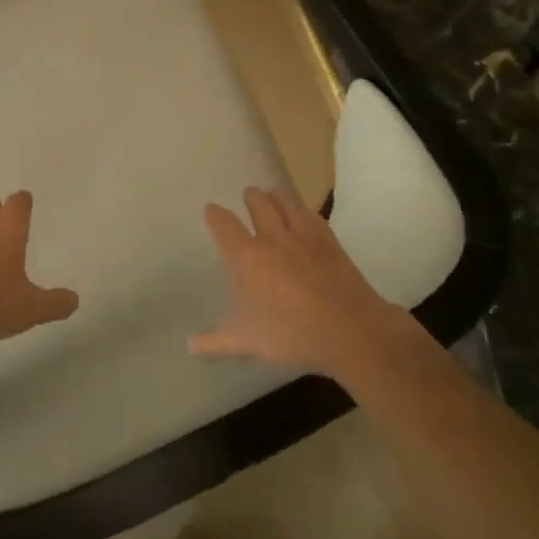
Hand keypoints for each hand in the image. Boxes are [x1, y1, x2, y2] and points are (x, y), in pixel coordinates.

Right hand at [193, 186, 430, 377]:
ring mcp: (304, 237)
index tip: (211, 210)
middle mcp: (272, 238)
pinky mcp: (330, 243)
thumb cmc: (289, 333)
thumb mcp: (245, 343)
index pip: (224, 225)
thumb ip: (215, 342)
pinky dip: (305, 212)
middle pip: (259, 205)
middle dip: (251, 197)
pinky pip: (313, 218)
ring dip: (277, 197)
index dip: (215, 215)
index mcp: (246, 256)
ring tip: (273, 193)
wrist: (348, 330)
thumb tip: (190, 345)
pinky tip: (305, 214)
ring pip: (287, 205)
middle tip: (249, 193)